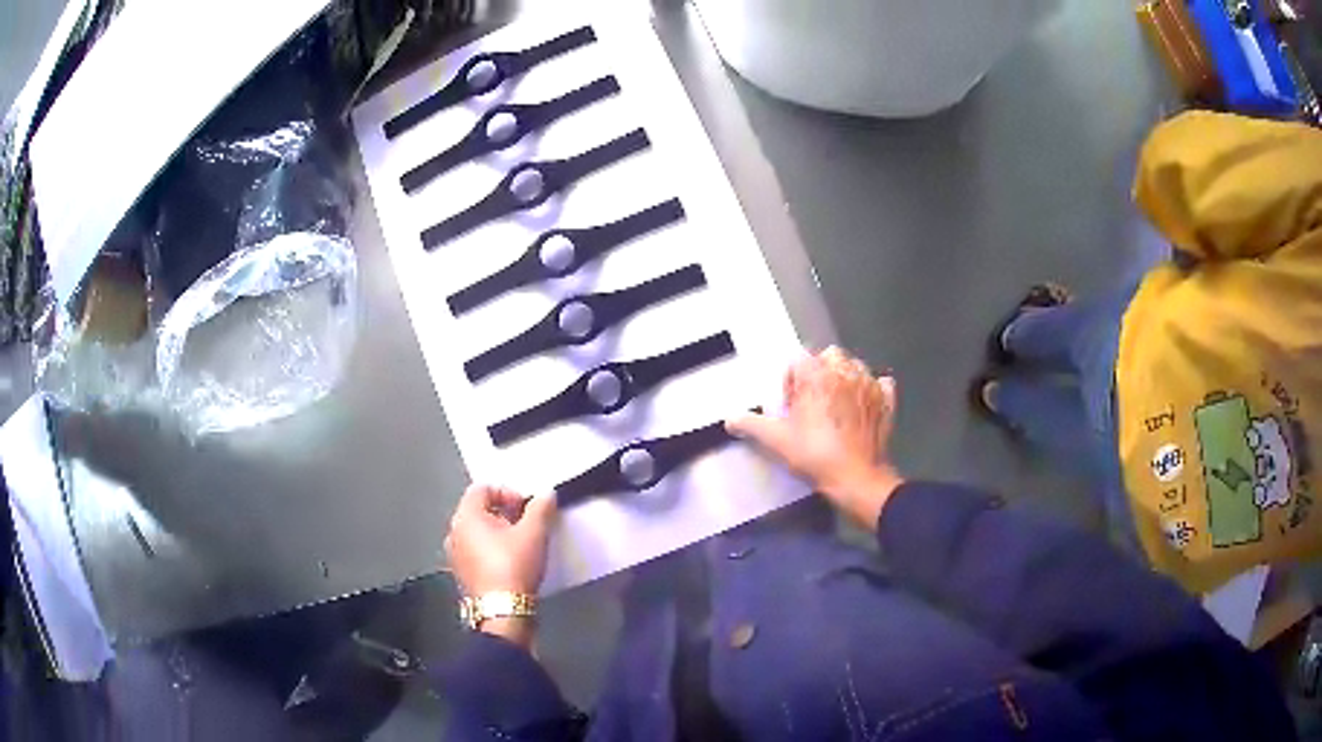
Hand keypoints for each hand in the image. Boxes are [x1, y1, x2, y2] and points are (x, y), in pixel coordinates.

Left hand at [445, 485, 557, 646]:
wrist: (503, 612)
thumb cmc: (514, 566)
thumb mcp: (534, 533)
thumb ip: (541, 508)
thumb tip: (546, 494)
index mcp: (466, 516)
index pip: (483, 488)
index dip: (508, 492)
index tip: (527, 509)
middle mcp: (454, 531)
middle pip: (479, 509)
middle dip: (505, 512)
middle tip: (527, 525)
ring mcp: (455, 554)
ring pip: (477, 532)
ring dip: (498, 532)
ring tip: (521, 545)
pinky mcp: (462, 574)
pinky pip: (475, 551)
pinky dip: (491, 550)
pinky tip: (510, 564)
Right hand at [727, 347, 903, 528]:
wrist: (856, 478)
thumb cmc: (815, 455)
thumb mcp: (776, 440)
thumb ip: (750, 424)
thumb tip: (730, 419)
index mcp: (816, 374)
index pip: (799, 359)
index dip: (791, 380)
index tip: (790, 405)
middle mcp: (844, 371)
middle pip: (828, 357)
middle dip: (818, 374)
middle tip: (811, 404)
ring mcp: (869, 383)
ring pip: (854, 367)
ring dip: (844, 379)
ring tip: (835, 407)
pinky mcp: (885, 399)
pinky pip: (879, 383)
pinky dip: (871, 390)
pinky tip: (862, 408)